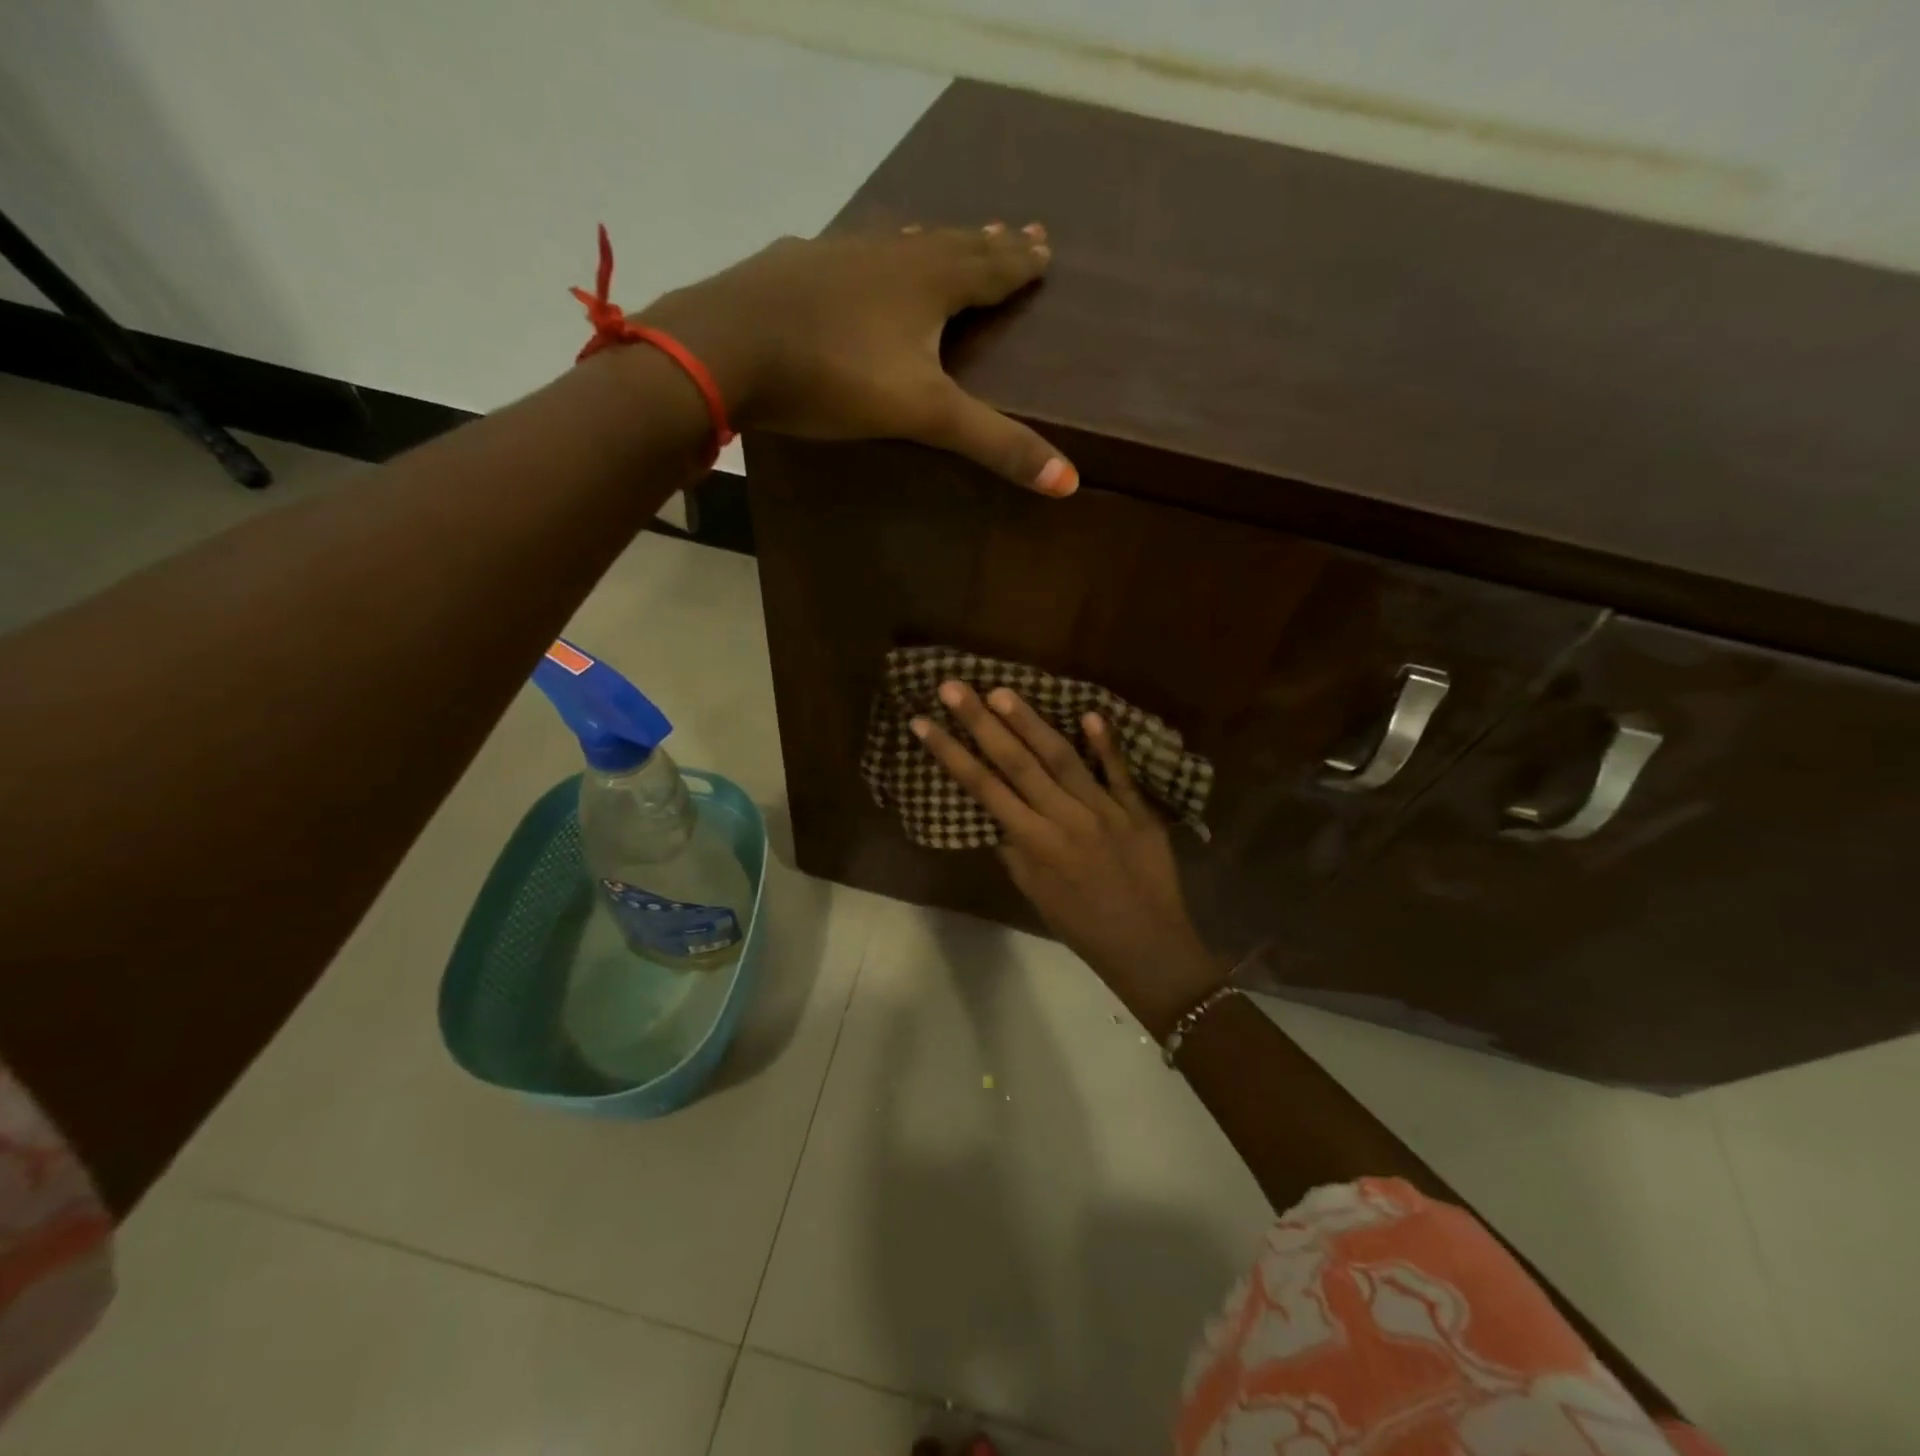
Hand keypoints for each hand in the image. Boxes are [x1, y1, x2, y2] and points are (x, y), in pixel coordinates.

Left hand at [638, 223, 1076, 495]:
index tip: (1045, 248)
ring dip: (927, 242)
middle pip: (949, 243)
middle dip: (986, 243)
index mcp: (927, 281)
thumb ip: (993, 444)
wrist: (726, 348)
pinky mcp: (790, 268)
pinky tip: (851, 261)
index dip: (1021, 262)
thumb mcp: (923, 415)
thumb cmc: (834, 377)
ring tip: (942, 238)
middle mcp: (887, 254)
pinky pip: (844, 254)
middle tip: (1015, 232)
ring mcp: (833, 254)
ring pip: (895, 243)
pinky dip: (866, 257)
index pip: (990, 266)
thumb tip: (1068, 481)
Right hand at [912, 682, 1226, 1035]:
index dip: (950, 753)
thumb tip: (996, 812)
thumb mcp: (1035, 893)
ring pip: (1062, 757)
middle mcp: (1065, 819)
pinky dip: (1105, 743)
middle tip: (953, 686)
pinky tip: (1088, 711)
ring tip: (1001, 690)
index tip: (922, 722)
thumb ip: (1014, 849)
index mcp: (1035, 843)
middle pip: (1016, 763)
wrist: (1148, 947)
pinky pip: (1119, 771)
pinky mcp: (1138, 810)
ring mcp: (1105, 810)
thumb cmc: (1082, 926)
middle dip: (980, 722)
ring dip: (1030, 722)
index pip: (983, 788)